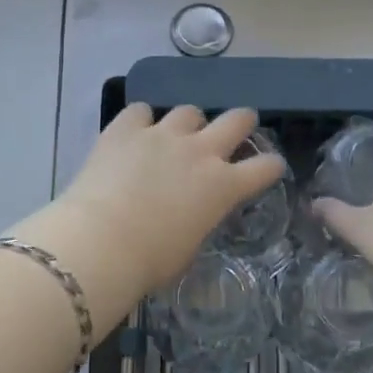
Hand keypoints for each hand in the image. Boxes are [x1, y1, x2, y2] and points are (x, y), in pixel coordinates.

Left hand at [36, 104, 285, 323]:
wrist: (100, 242)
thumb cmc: (149, 261)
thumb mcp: (190, 247)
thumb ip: (199, 220)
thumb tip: (192, 214)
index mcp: (223, 187)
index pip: (265, 167)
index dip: (271, 166)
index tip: (269, 167)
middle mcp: (200, 152)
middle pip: (237, 120)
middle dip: (242, 122)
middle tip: (237, 128)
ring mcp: (163, 135)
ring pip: (189, 111)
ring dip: (188, 123)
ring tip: (176, 135)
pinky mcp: (126, 128)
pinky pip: (141, 111)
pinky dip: (141, 121)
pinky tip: (135, 132)